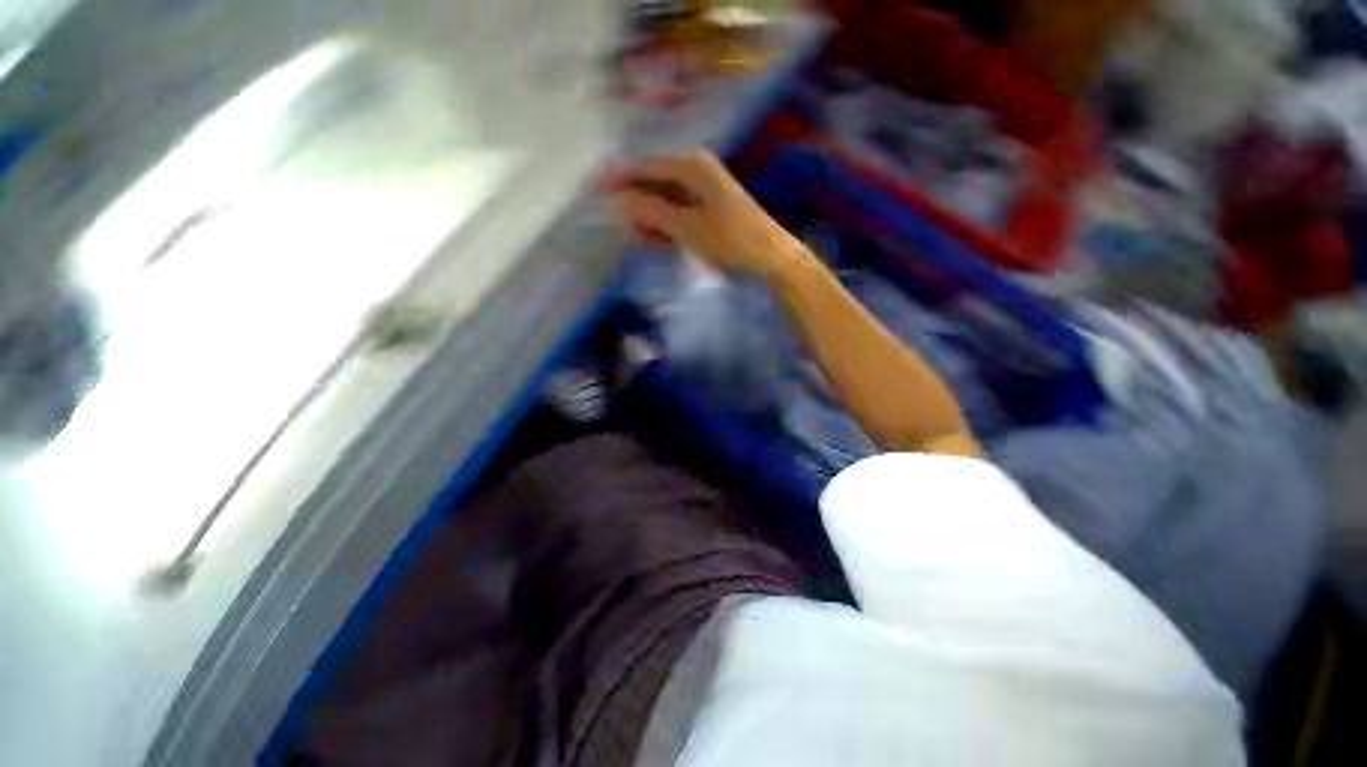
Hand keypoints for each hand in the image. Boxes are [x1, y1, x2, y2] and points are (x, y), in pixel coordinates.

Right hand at [603, 151, 795, 276]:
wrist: (770, 258)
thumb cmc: (731, 240)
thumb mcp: (688, 228)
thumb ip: (653, 212)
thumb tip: (621, 201)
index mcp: (691, 166)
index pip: (645, 167)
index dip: (619, 178)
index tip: (594, 189)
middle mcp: (695, 172)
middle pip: (653, 184)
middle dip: (637, 206)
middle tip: (628, 232)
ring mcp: (702, 192)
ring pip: (664, 202)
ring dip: (651, 221)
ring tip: (644, 242)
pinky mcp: (707, 211)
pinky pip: (677, 215)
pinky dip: (666, 228)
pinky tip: (659, 243)